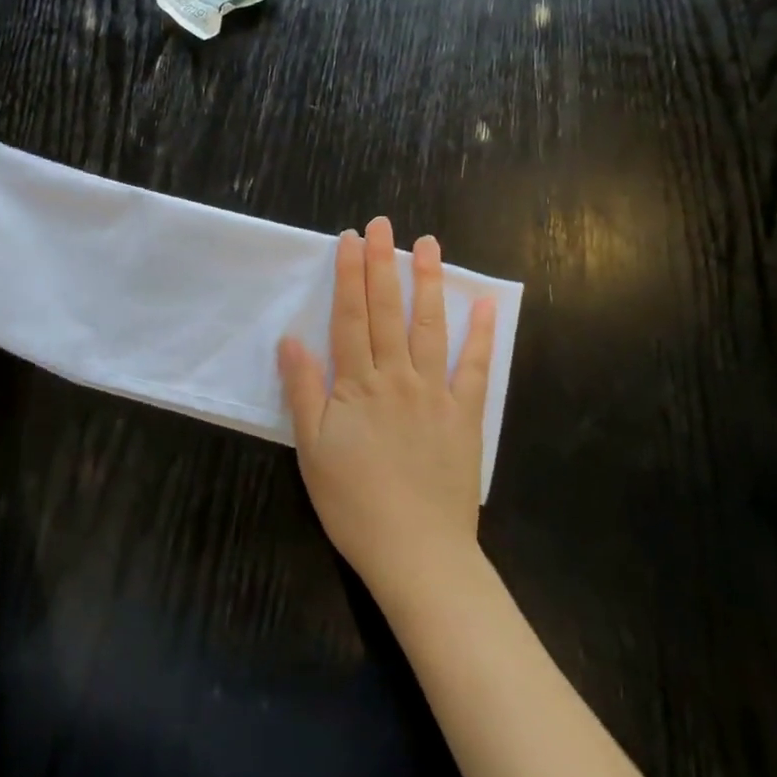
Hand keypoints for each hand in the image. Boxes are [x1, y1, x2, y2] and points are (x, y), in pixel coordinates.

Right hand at [278, 216, 496, 601]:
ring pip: (429, 326)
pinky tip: (485, 303)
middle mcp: (396, 377)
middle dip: (382, 263)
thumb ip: (304, 391)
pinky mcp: (464, 414)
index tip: (351, 239)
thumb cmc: (354, 503)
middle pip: (386, 310)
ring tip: (428, 245)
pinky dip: (481, 334)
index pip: (350, 317)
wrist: (417, 552)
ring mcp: (435, 393)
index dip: (348, 275)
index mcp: (357, 384)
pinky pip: (474, 367)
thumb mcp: (312, 450)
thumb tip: (291, 339)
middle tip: (384, 224)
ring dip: (427, 283)